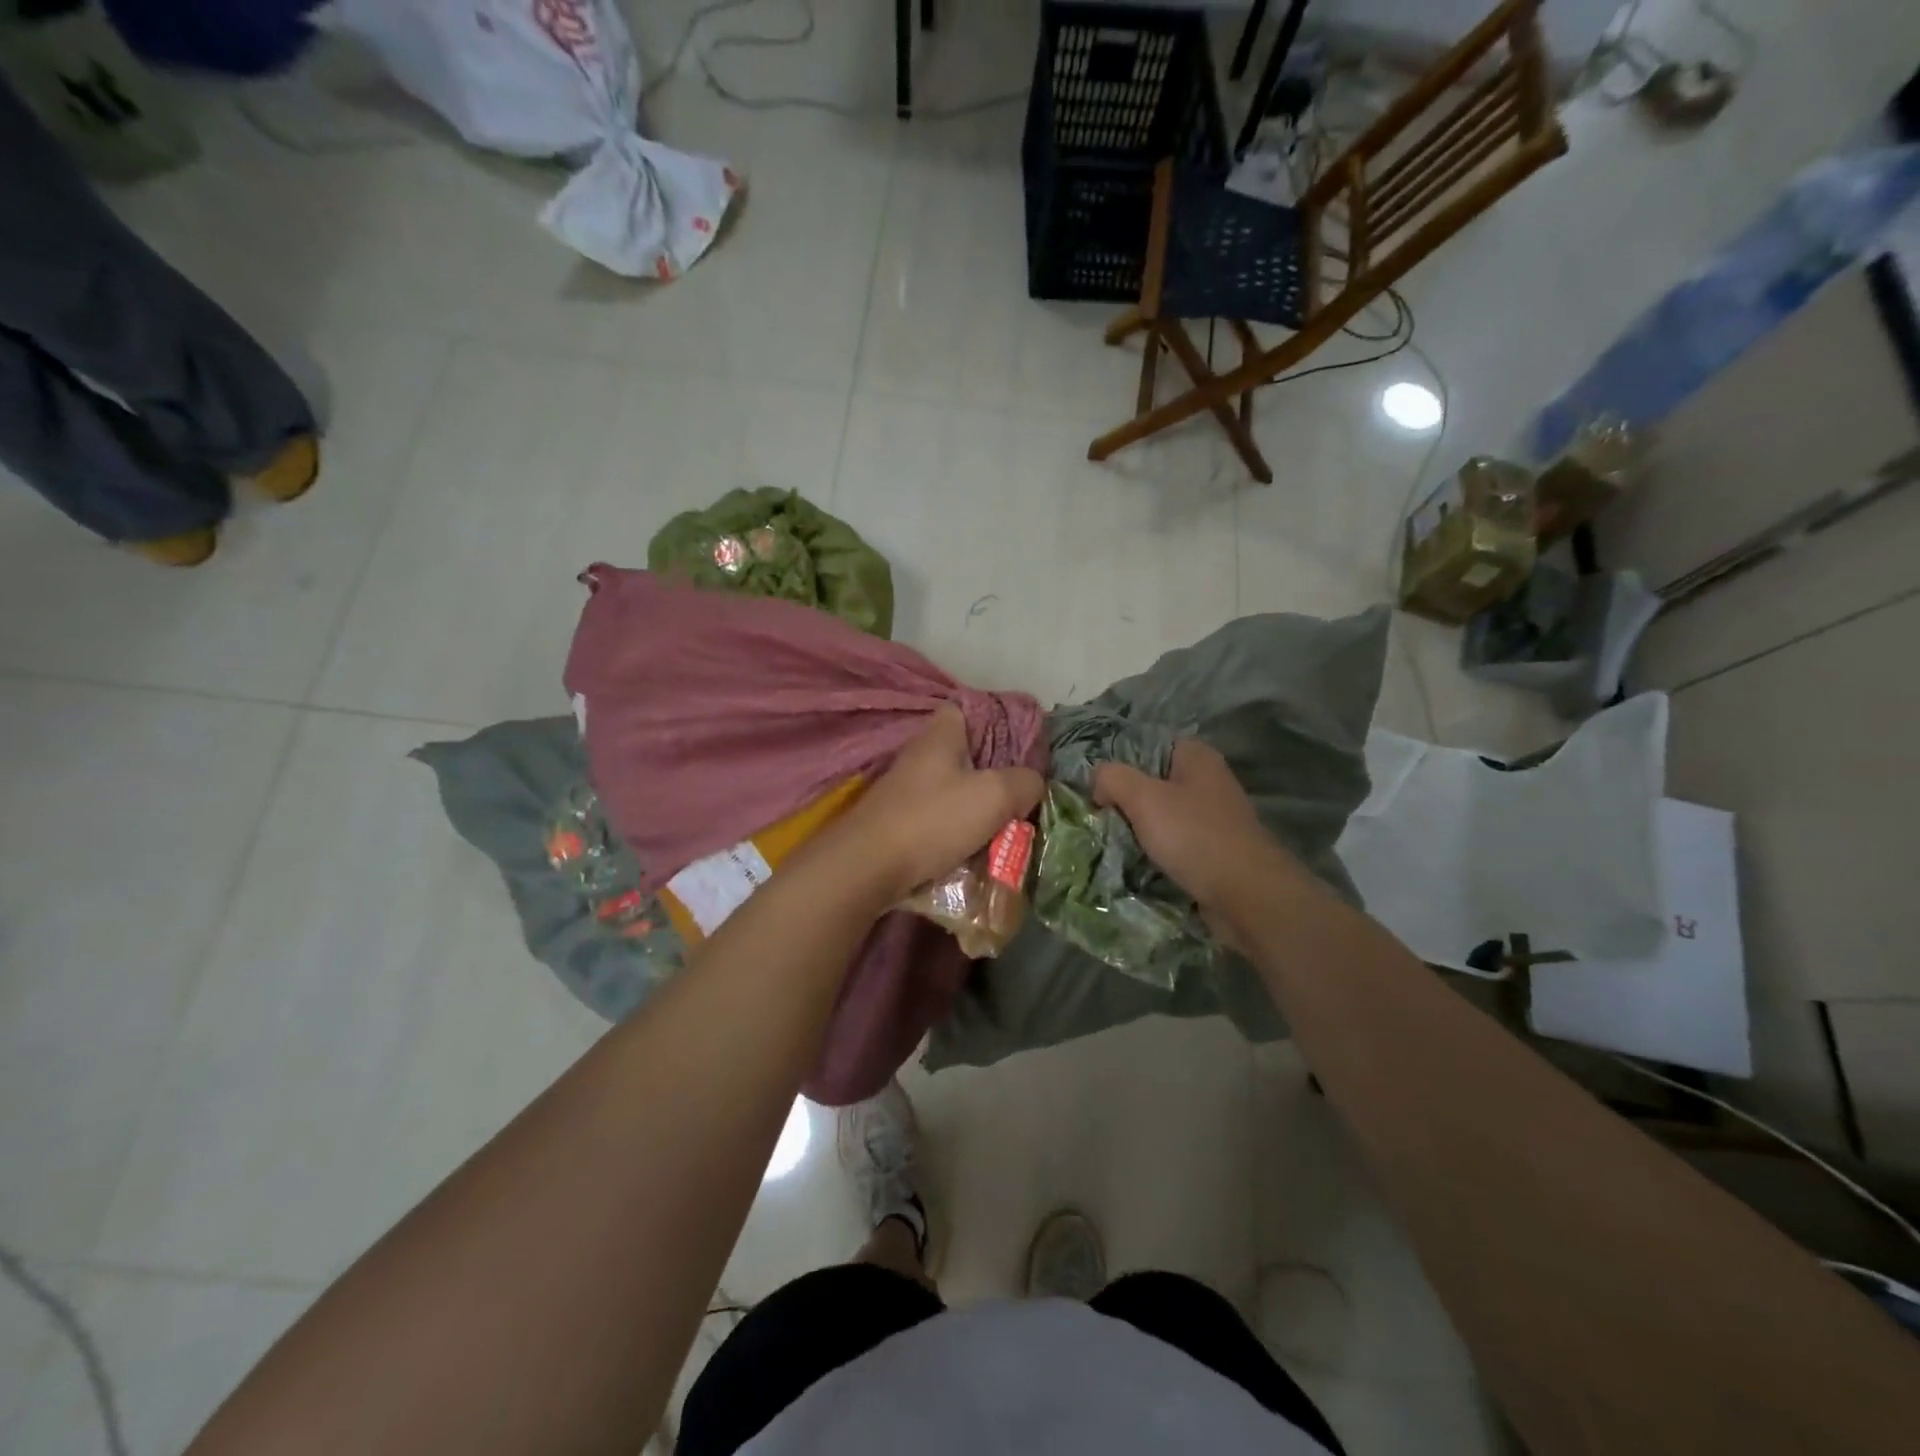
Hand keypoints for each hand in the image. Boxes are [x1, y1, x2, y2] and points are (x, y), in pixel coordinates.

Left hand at [819, 706, 1043, 906]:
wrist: (867, 868)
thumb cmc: (933, 819)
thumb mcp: (994, 795)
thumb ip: (1024, 782)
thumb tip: (1033, 783)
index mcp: (940, 736)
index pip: (965, 709)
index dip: (994, 721)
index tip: (1019, 746)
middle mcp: (918, 757)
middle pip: (963, 755)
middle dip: (992, 775)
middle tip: (1019, 795)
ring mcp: (904, 791)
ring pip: (952, 791)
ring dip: (976, 809)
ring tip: (1003, 829)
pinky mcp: (896, 823)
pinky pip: (937, 821)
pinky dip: (956, 834)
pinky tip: (973, 852)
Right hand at [1092, 740, 1297, 933]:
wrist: (1246, 894)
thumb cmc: (1194, 835)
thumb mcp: (1143, 798)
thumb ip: (1112, 778)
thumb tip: (1098, 782)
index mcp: (1196, 756)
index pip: (1147, 746)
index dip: (1119, 764)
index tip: (1095, 788)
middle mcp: (1208, 781)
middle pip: (1152, 782)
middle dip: (1125, 800)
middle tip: (1098, 817)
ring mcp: (1214, 817)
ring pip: (1162, 815)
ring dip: (1139, 829)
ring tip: (1111, 841)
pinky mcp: (1215, 850)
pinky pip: (1175, 843)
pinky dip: (1157, 852)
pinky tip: (1137, 863)